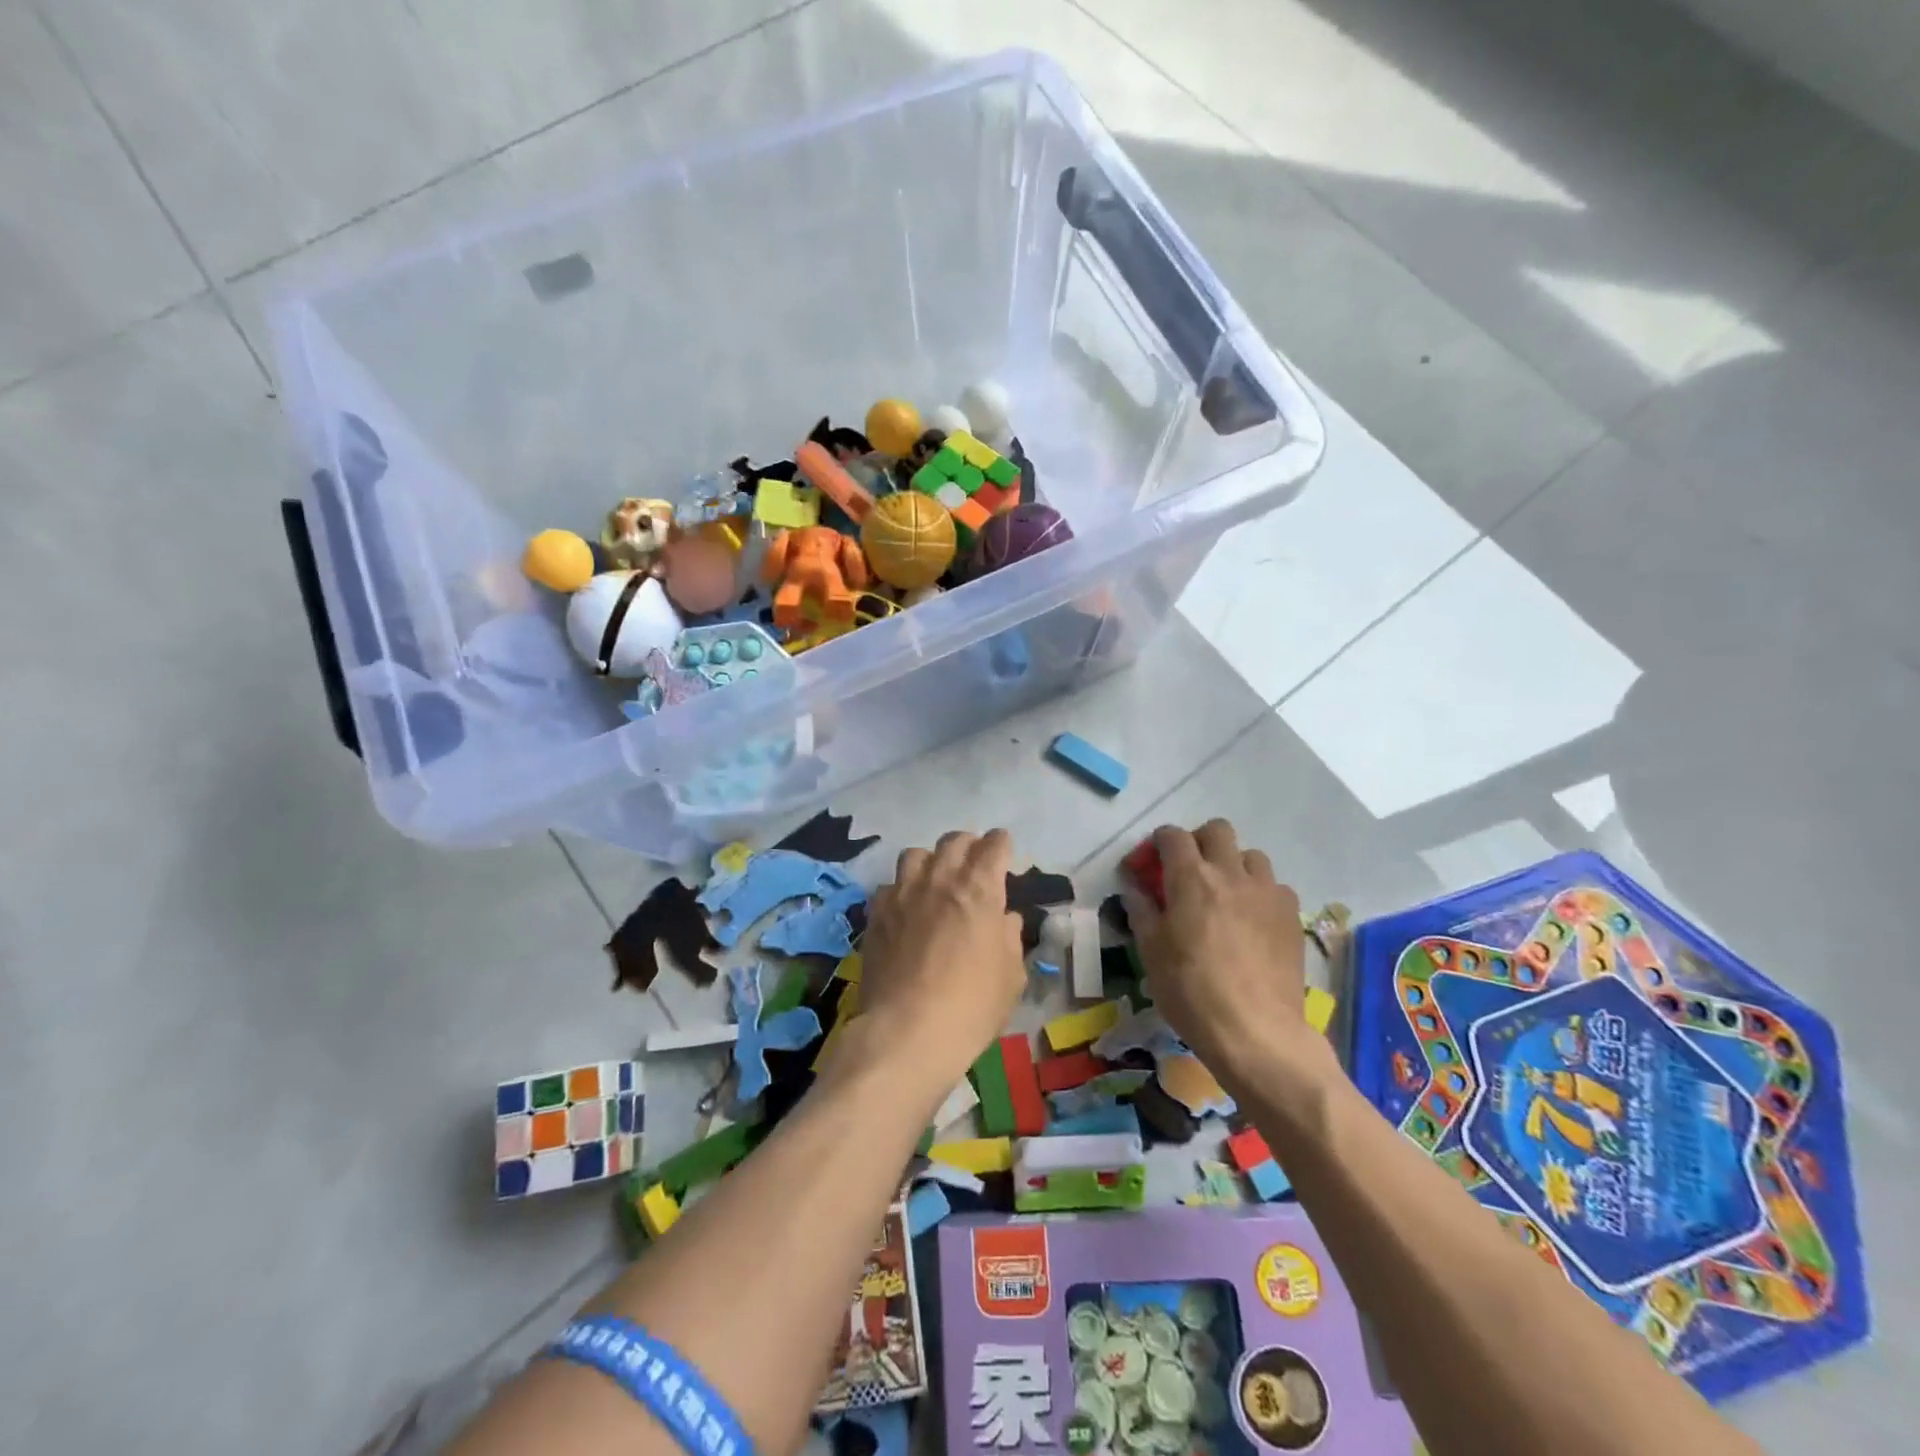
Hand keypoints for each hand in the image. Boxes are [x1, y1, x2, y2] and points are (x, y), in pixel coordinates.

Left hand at [859, 829, 1026, 1089]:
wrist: (908, 1031)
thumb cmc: (972, 1005)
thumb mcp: (1011, 975)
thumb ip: (1009, 937)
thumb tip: (1004, 918)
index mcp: (979, 889)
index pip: (993, 845)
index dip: (1001, 845)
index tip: (1004, 853)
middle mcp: (940, 879)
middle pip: (954, 841)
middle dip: (968, 846)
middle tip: (974, 864)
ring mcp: (903, 893)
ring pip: (916, 854)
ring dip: (931, 861)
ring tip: (935, 881)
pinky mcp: (876, 913)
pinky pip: (889, 886)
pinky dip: (901, 891)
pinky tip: (905, 910)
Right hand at [1124, 821, 1328, 1079]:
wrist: (1256, 1031)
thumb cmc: (1191, 990)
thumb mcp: (1151, 952)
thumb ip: (1142, 911)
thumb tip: (1134, 889)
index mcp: (1190, 877)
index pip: (1172, 836)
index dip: (1158, 842)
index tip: (1151, 863)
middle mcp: (1230, 873)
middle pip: (1217, 830)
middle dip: (1199, 842)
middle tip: (1189, 871)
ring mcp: (1267, 892)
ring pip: (1251, 855)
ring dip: (1234, 865)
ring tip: (1225, 895)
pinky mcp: (1291, 915)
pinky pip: (1275, 886)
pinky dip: (1260, 893)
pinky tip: (1253, 920)